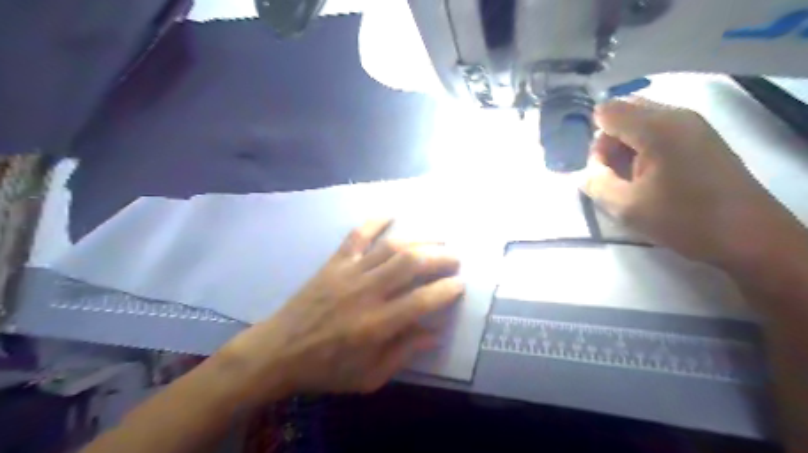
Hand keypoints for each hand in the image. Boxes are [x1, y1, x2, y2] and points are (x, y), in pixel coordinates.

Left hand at [210, 219, 464, 402]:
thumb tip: (434, 333)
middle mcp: (366, 292)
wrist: (278, 352)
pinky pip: (357, 235)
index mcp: (376, 325)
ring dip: (419, 239)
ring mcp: (349, 273)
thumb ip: (403, 354)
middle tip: (454, 259)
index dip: (447, 290)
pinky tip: (391, 213)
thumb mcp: (368, 377)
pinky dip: (374, 221)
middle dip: (439, 257)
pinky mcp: (334, 263)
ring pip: (391, 247)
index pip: (422, 300)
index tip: (460, 285)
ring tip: (438, 239)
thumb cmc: (325, 369)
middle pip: (410, 263)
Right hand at [581, 97, 792, 262]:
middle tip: (614, 174)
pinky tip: (651, 175)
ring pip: (641, 119)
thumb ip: (595, 182)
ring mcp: (693, 123)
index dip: (594, 140)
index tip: (601, 170)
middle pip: (624, 110)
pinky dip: (644, 146)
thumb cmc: (683, 220)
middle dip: (609, 140)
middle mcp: (675, 115)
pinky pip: (659, 128)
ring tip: (633, 178)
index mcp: (656, 128)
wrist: (748, 235)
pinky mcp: (702, 135)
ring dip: (627, 145)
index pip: (606, 111)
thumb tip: (587, 169)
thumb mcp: (626, 207)